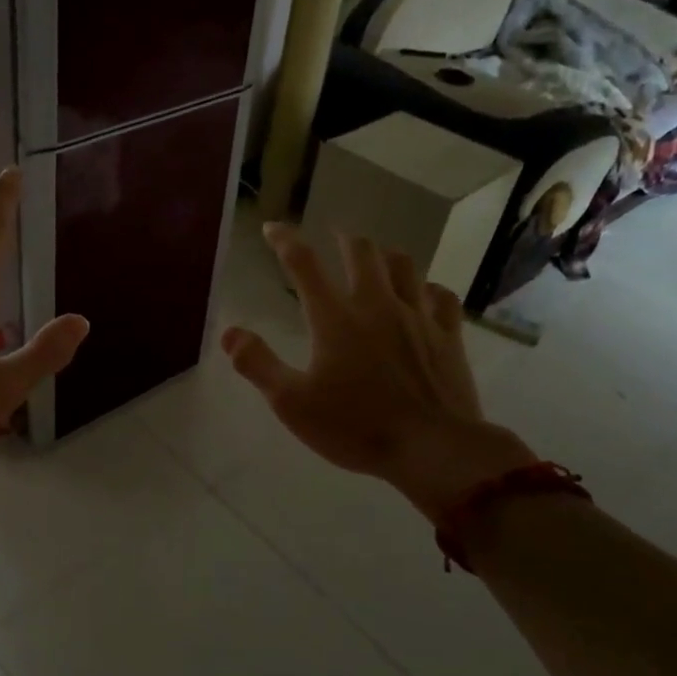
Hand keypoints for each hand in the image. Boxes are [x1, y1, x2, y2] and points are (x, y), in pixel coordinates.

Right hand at [222, 224, 534, 522]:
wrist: (432, 447)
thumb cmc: (356, 426)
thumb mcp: (292, 403)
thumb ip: (257, 364)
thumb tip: (229, 333)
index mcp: (335, 318)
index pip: (303, 264)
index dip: (285, 241)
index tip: (273, 228)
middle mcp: (376, 305)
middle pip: (361, 252)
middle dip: (343, 239)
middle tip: (334, 238)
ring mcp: (417, 317)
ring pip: (403, 265)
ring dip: (384, 255)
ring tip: (376, 258)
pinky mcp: (447, 335)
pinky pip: (440, 296)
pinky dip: (428, 288)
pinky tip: (424, 294)